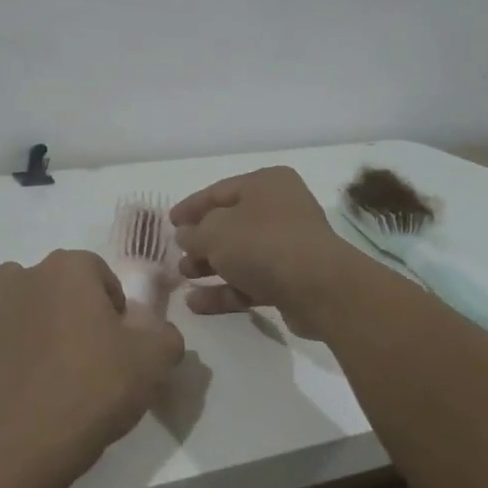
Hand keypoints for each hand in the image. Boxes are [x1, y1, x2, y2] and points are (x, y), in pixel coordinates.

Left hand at [0, 250, 184, 477]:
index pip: (99, 272)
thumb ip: (165, 335)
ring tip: (54, 362)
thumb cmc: (96, 386)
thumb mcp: (154, 359)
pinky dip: (12, 345)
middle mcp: (26, 275)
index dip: (113, 305)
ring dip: (38, 320)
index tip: (121, 340)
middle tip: (91, 352)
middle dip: (75, 308)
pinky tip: (27, 378)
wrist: (27, 439)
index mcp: (69, 268)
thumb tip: (159, 333)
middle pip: (59, 284)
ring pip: (23, 301)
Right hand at [170, 167, 365, 338]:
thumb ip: (193, 233)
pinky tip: (197, 303)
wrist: (318, 288)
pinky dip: (226, 290)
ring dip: (210, 267)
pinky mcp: (292, 279)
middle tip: (178, 255)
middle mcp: (280, 209)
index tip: (169, 223)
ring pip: (240, 254)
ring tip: (184, 278)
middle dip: (201, 242)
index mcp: (266, 184)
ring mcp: (288, 246)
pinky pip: (251, 281)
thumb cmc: (262, 244)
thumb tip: (185, 235)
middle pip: (231, 224)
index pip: (219, 191)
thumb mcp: (215, 232)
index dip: (191, 207)